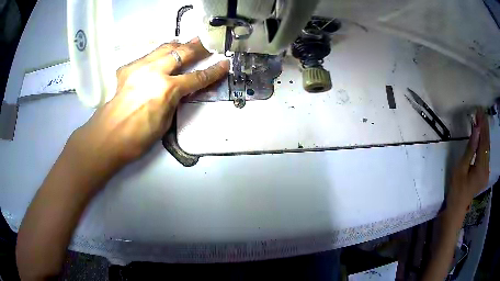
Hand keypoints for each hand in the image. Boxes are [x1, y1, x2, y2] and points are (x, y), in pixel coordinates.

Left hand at [68, 38, 228, 179]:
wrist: (108, 136)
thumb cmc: (138, 137)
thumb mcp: (165, 122)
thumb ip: (175, 101)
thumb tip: (182, 90)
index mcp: (167, 90)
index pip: (197, 77)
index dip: (213, 71)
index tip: (224, 63)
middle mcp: (155, 72)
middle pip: (182, 53)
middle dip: (198, 47)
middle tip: (207, 42)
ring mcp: (140, 67)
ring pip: (164, 48)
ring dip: (179, 45)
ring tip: (187, 43)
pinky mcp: (128, 68)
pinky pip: (148, 55)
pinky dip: (159, 54)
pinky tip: (162, 56)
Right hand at [447, 110, 489, 217]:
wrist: (456, 209)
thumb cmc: (456, 189)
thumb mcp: (461, 168)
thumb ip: (470, 149)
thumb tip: (476, 129)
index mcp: (481, 168)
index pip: (484, 142)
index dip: (482, 126)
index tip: (479, 111)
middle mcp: (486, 169)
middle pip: (487, 144)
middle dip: (484, 127)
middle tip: (481, 112)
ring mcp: (486, 172)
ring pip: (487, 148)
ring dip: (485, 133)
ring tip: (481, 119)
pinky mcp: (484, 173)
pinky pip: (486, 154)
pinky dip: (484, 142)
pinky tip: (482, 135)